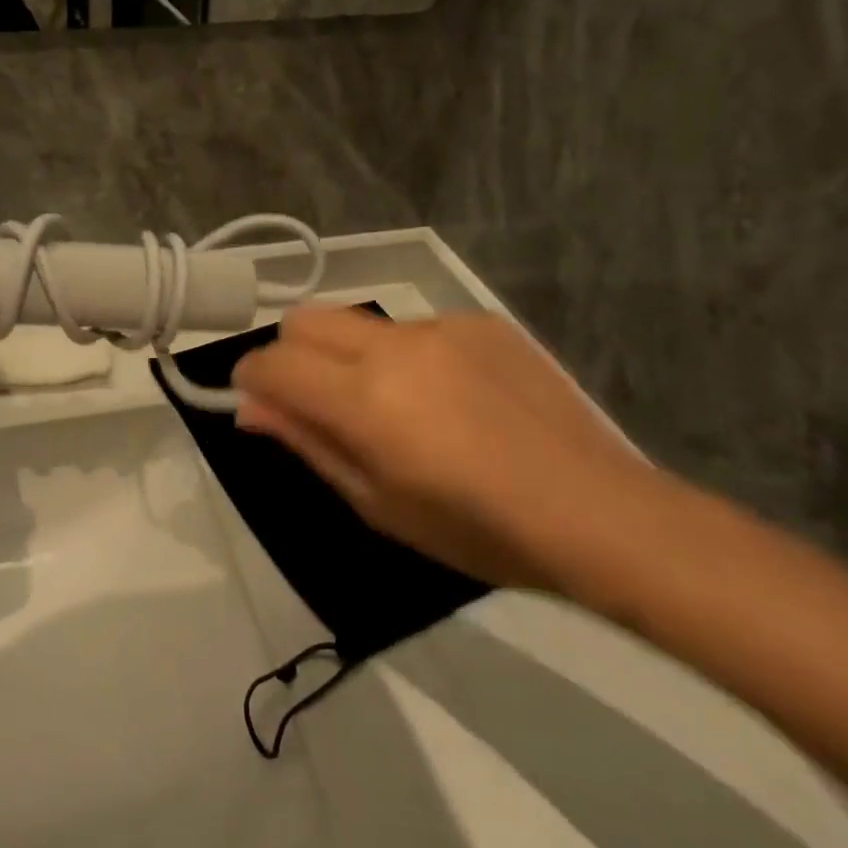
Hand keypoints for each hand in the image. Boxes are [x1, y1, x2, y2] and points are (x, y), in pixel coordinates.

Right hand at [231, 308, 664, 590]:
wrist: (597, 511)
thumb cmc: (476, 529)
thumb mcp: (377, 503)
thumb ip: (308, 443)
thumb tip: (250, 407)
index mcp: (364, 398)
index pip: (274, 363)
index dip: (250, 378)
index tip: (257, 400)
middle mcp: (394, 345)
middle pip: (306, 318)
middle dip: (291, 352)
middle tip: (316, 400)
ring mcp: (441, 326)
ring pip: (361, 322)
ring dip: (352, 355)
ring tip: (397, 405)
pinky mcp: (480, 321)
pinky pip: (418, 327)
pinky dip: (409, 356)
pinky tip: (453, 398)